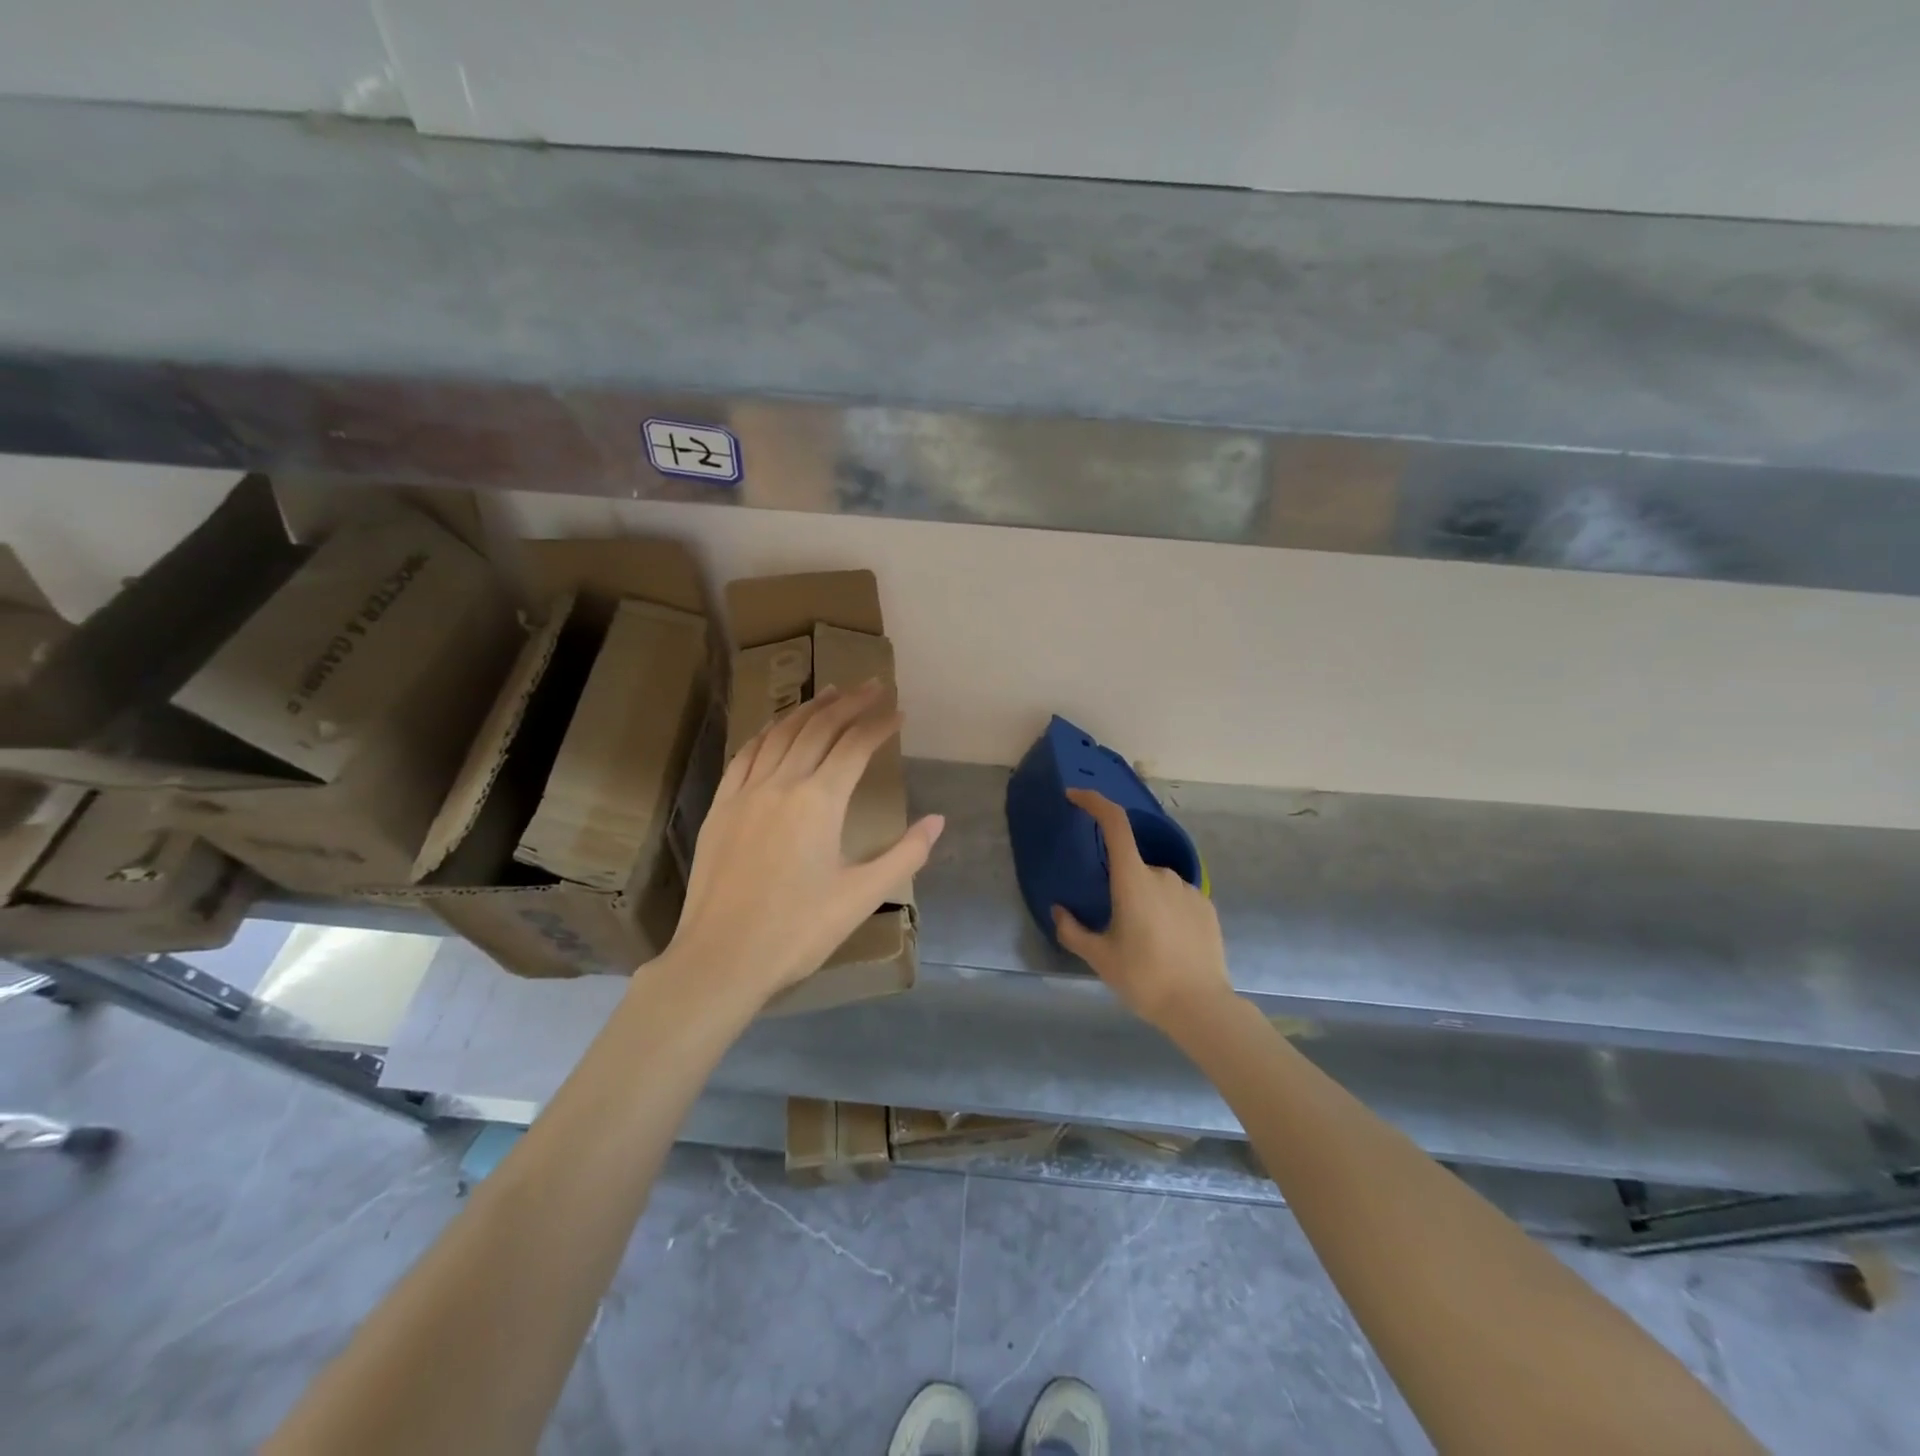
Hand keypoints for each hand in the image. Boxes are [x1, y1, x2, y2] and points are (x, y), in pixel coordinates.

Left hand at [666, 680, 944, 1005]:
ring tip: (830, 692)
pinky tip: (776, 726)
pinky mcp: (721, 807)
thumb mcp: (861, 896)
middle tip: (871, 685)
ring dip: (808, 708)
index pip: (855, 746)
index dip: (880, 725)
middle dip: (849, 703)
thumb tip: (938, 821)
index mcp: (819, 801)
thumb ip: (905, 855)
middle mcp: (782, 784)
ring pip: (780, 733)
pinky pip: (746, 754)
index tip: (899, 711)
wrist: (721, 959)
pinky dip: (767, 732)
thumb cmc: (797, 931)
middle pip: (819, 728)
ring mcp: (746, 792)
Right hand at [1053, 789, 1230, 1031]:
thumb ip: (1073, 931)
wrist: (1200, 1007)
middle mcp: (1161, 874)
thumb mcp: (1100, 958)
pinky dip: (1165, 911)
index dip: (1095, 802)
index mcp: (1132, 880)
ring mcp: (1187, 889)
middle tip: (1116, 929)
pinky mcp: (1206, 906)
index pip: (1114, 824)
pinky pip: (1176, 898)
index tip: (1075, 796)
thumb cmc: (1144, 978)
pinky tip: (1166, 944)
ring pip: (1154, 884)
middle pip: (1131, 866)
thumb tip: (1059, 911)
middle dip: (1120, 888)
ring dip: (1144, 901)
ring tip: (1144, 944)